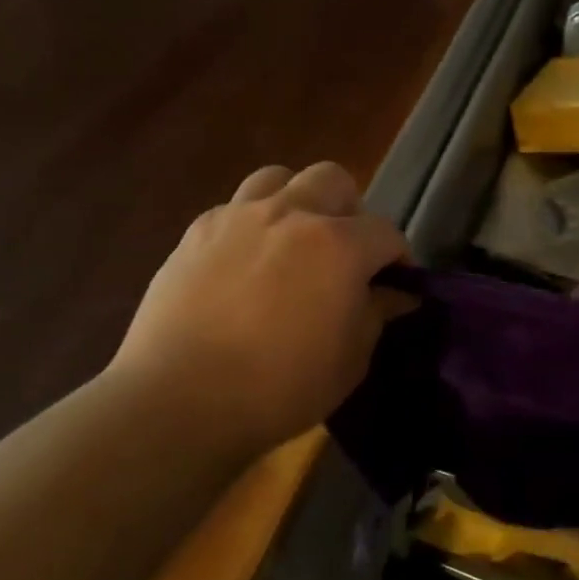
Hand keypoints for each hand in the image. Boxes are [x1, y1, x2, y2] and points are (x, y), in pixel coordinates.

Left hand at [108, 162, 407, 455]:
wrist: (180, 400)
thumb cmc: (280, 387)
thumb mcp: (350, 360)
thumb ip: (376, 315)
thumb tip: (394, 294)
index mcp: (338, 245)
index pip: (386, 232)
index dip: (398, 258)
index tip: (396, 284)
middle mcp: (291, 214)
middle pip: (333, 180)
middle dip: (349, 211)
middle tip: (344, 252)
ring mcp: (238, 218)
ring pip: (278, 178)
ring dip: (296, 201)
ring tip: (292, 241)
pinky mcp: (196, 233)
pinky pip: (234, 209)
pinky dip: (251, 225)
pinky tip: (245, 263)